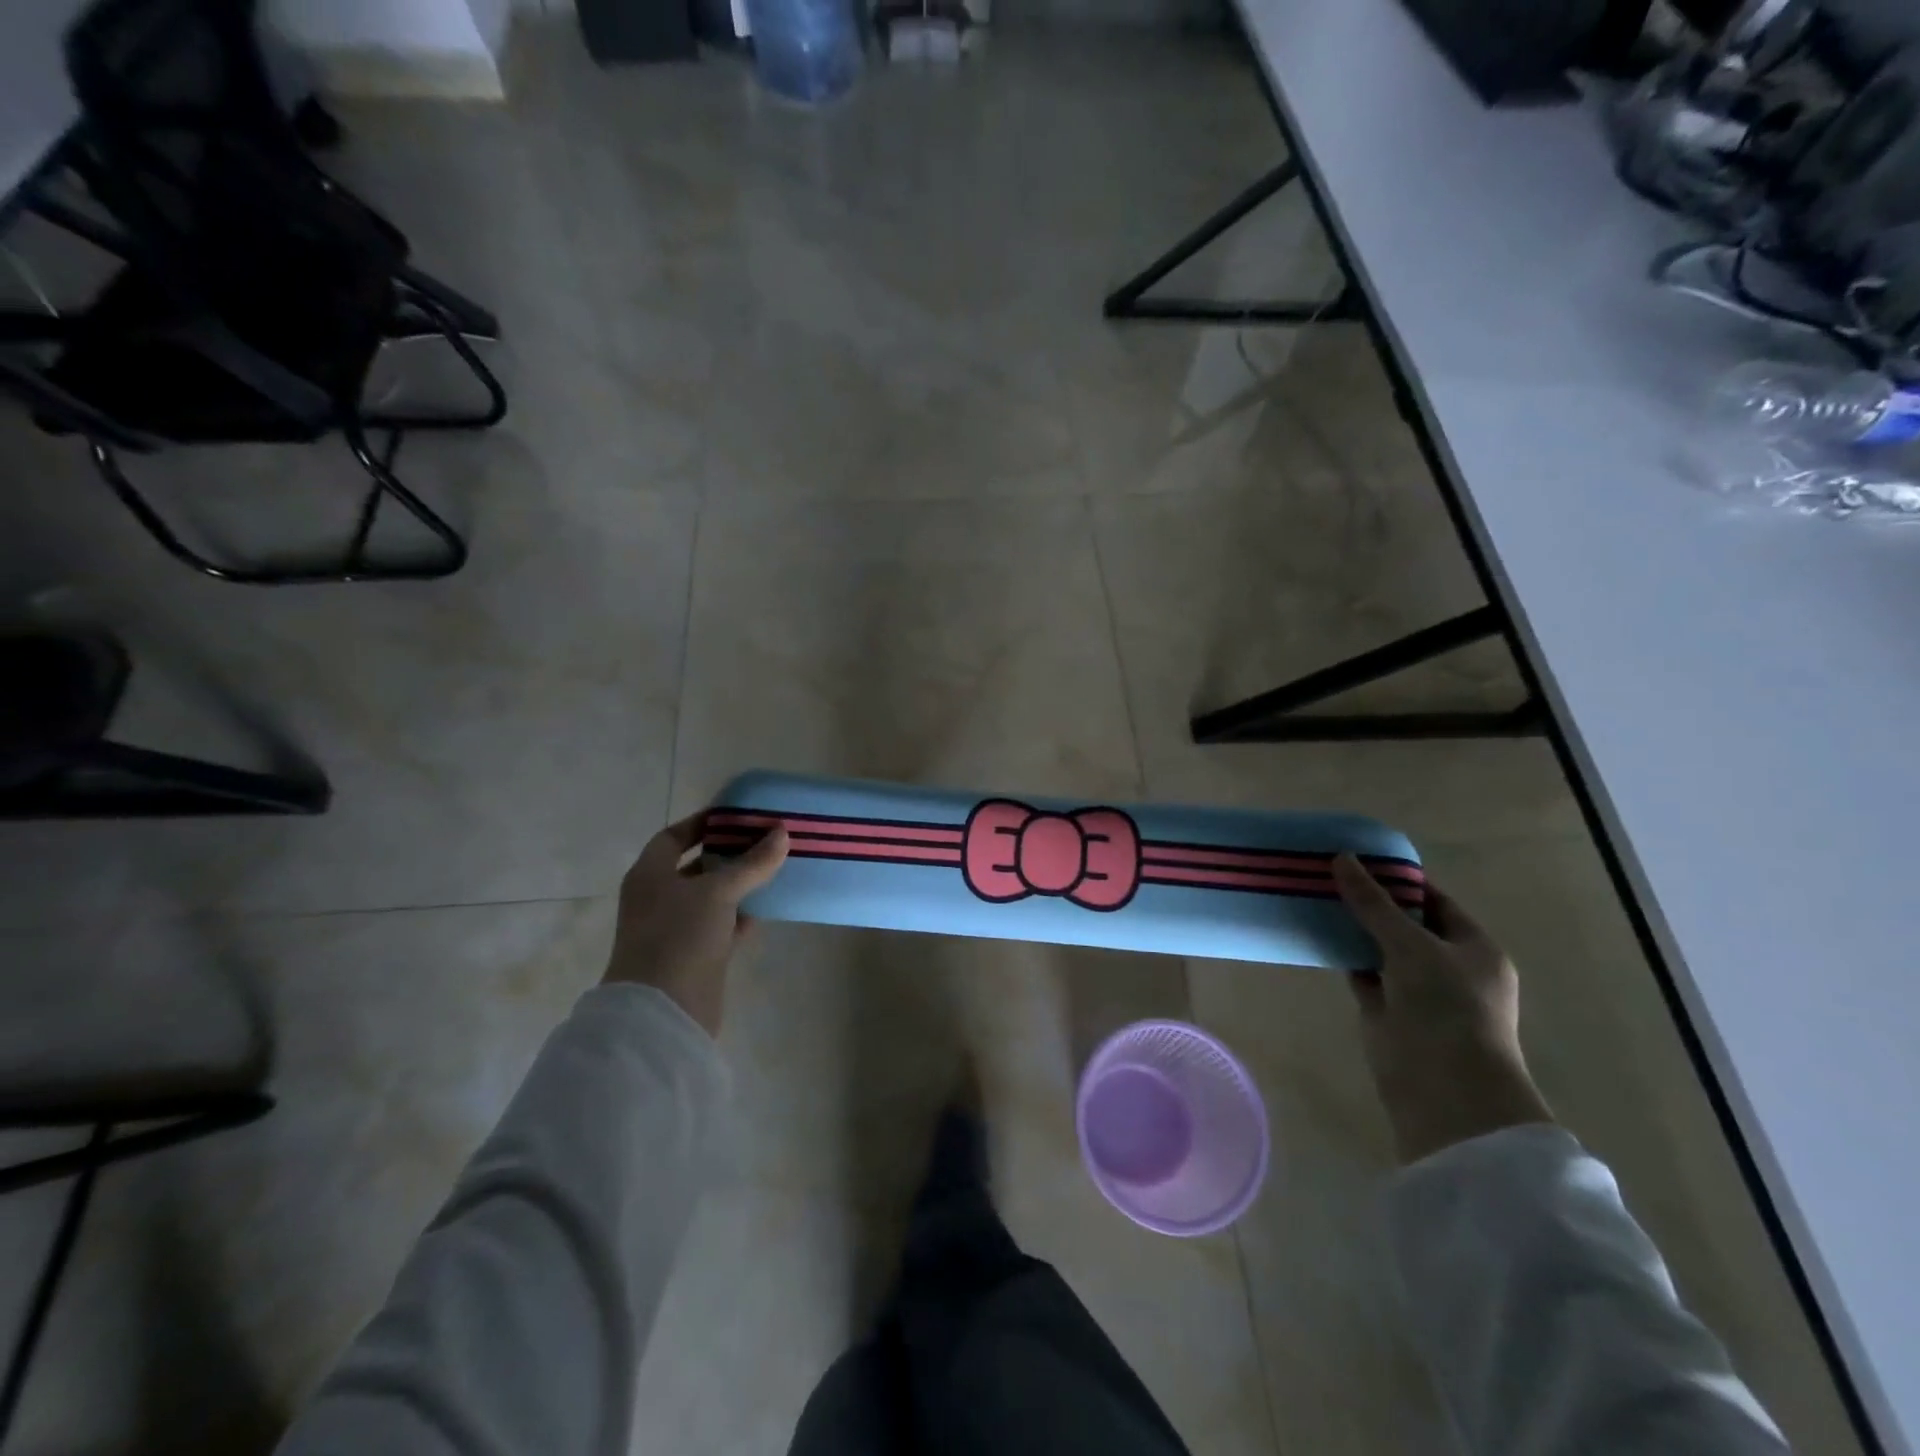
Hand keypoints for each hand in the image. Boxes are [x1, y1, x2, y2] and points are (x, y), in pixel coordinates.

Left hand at [602, 814, 789, 1037]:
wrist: (663, 1011)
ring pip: (711, 897)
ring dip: (739, 885)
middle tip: (765, 840)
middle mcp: (658, 898)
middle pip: (695, 866)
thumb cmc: (679, 936)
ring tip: (774, 868)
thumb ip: (751, 863)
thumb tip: (781, 833)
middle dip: (728, 853)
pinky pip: (721, 925)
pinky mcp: (695, 955)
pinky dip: (741, 916)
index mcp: (650, 875)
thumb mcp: (718, 891)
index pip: (673, 837)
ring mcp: (675, 929)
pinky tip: (767, 907)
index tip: (736, 816)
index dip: (702, 824)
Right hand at [1333, 854, 1554, 1165]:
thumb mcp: (1411, 945)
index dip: (1400, 879)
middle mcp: (1449, 967)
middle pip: (1405, 923)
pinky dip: (1344, 955)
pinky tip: (1316, 933)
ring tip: (1316, 894)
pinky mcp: (1388, 1011)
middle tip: (1329, 872)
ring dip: (1354, 927)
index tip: (1361, 858)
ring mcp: (1417, 991)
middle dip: (1371, 901)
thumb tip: (1342, 859)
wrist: (1443, 1089)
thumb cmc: (1446, 1007)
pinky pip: (1363, 973)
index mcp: (1473, 948)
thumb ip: (1374, 903)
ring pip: (1381, 948)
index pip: (1435, 901)